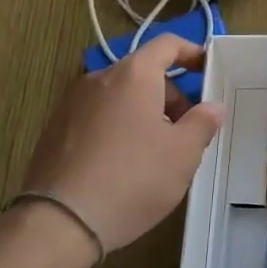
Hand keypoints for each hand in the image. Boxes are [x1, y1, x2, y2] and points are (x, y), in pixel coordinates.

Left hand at [20, 35, 224, 251]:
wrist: (59, 223)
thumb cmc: (132, 179)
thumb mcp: (182, 154)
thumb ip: (202, 123)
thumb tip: (212, 107)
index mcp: (133, 75)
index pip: (167, 45)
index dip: (191, 52)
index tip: (208, 70)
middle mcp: (99, 78)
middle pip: (143, 72)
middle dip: (169, 95)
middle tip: (184, 132)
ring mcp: (71, 103)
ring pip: (119, 96)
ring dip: (143, 113)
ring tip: (154, 154)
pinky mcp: (55, 129)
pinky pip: (97, 116)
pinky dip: (116, 127)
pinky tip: (121, 166)